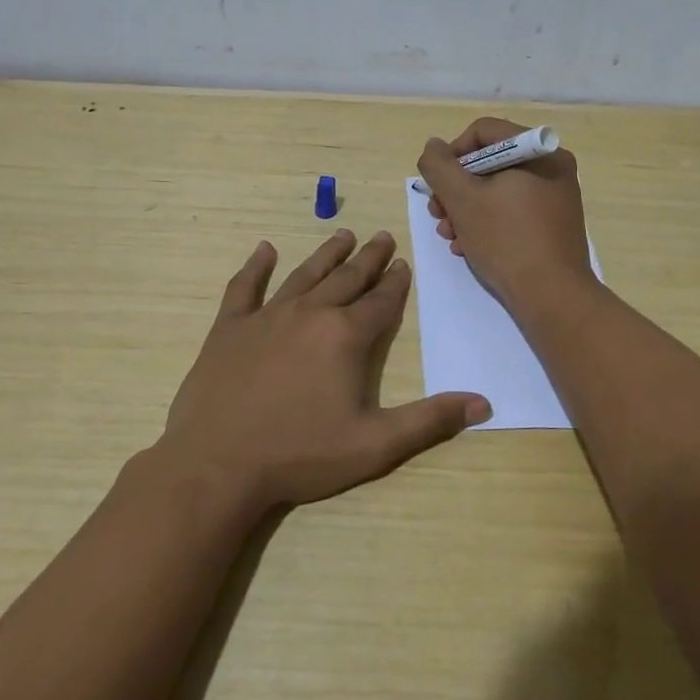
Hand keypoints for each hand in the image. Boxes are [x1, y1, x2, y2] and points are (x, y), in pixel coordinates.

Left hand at [155, 230, 489, 515]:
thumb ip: (429, 421)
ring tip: (342, 235)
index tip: (403, 263)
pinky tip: (263, 250)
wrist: (217, 464)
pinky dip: (255, 266)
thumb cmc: (300, 455)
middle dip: (368, 258)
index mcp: (346, 336)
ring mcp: (266, 317)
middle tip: (382, 236)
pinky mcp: (229, 328)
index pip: (380, 301)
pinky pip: (244, 287)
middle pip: (347, 278)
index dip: (395, 283)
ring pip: (304, 275)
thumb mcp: (375, 446)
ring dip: (326, 254)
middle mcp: (310, 313)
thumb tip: (482, 402)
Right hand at [416, 118, 594, 311]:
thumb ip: (440, 166)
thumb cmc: (506, 240)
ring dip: (465, 209)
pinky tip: (468, 246)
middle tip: (437, 214)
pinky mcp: (553, 225)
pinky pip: (512, 210)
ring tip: (449, 235)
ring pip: (497, 190)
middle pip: (489, 162)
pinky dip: (487, 223)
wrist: (553, 297)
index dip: (452, 154)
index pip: (483, 131)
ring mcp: (555, 197)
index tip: (437, 184)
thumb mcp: (462, 199)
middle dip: (456, 189)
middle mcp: (552, 167)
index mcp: (539, 151)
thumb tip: (434, 147)